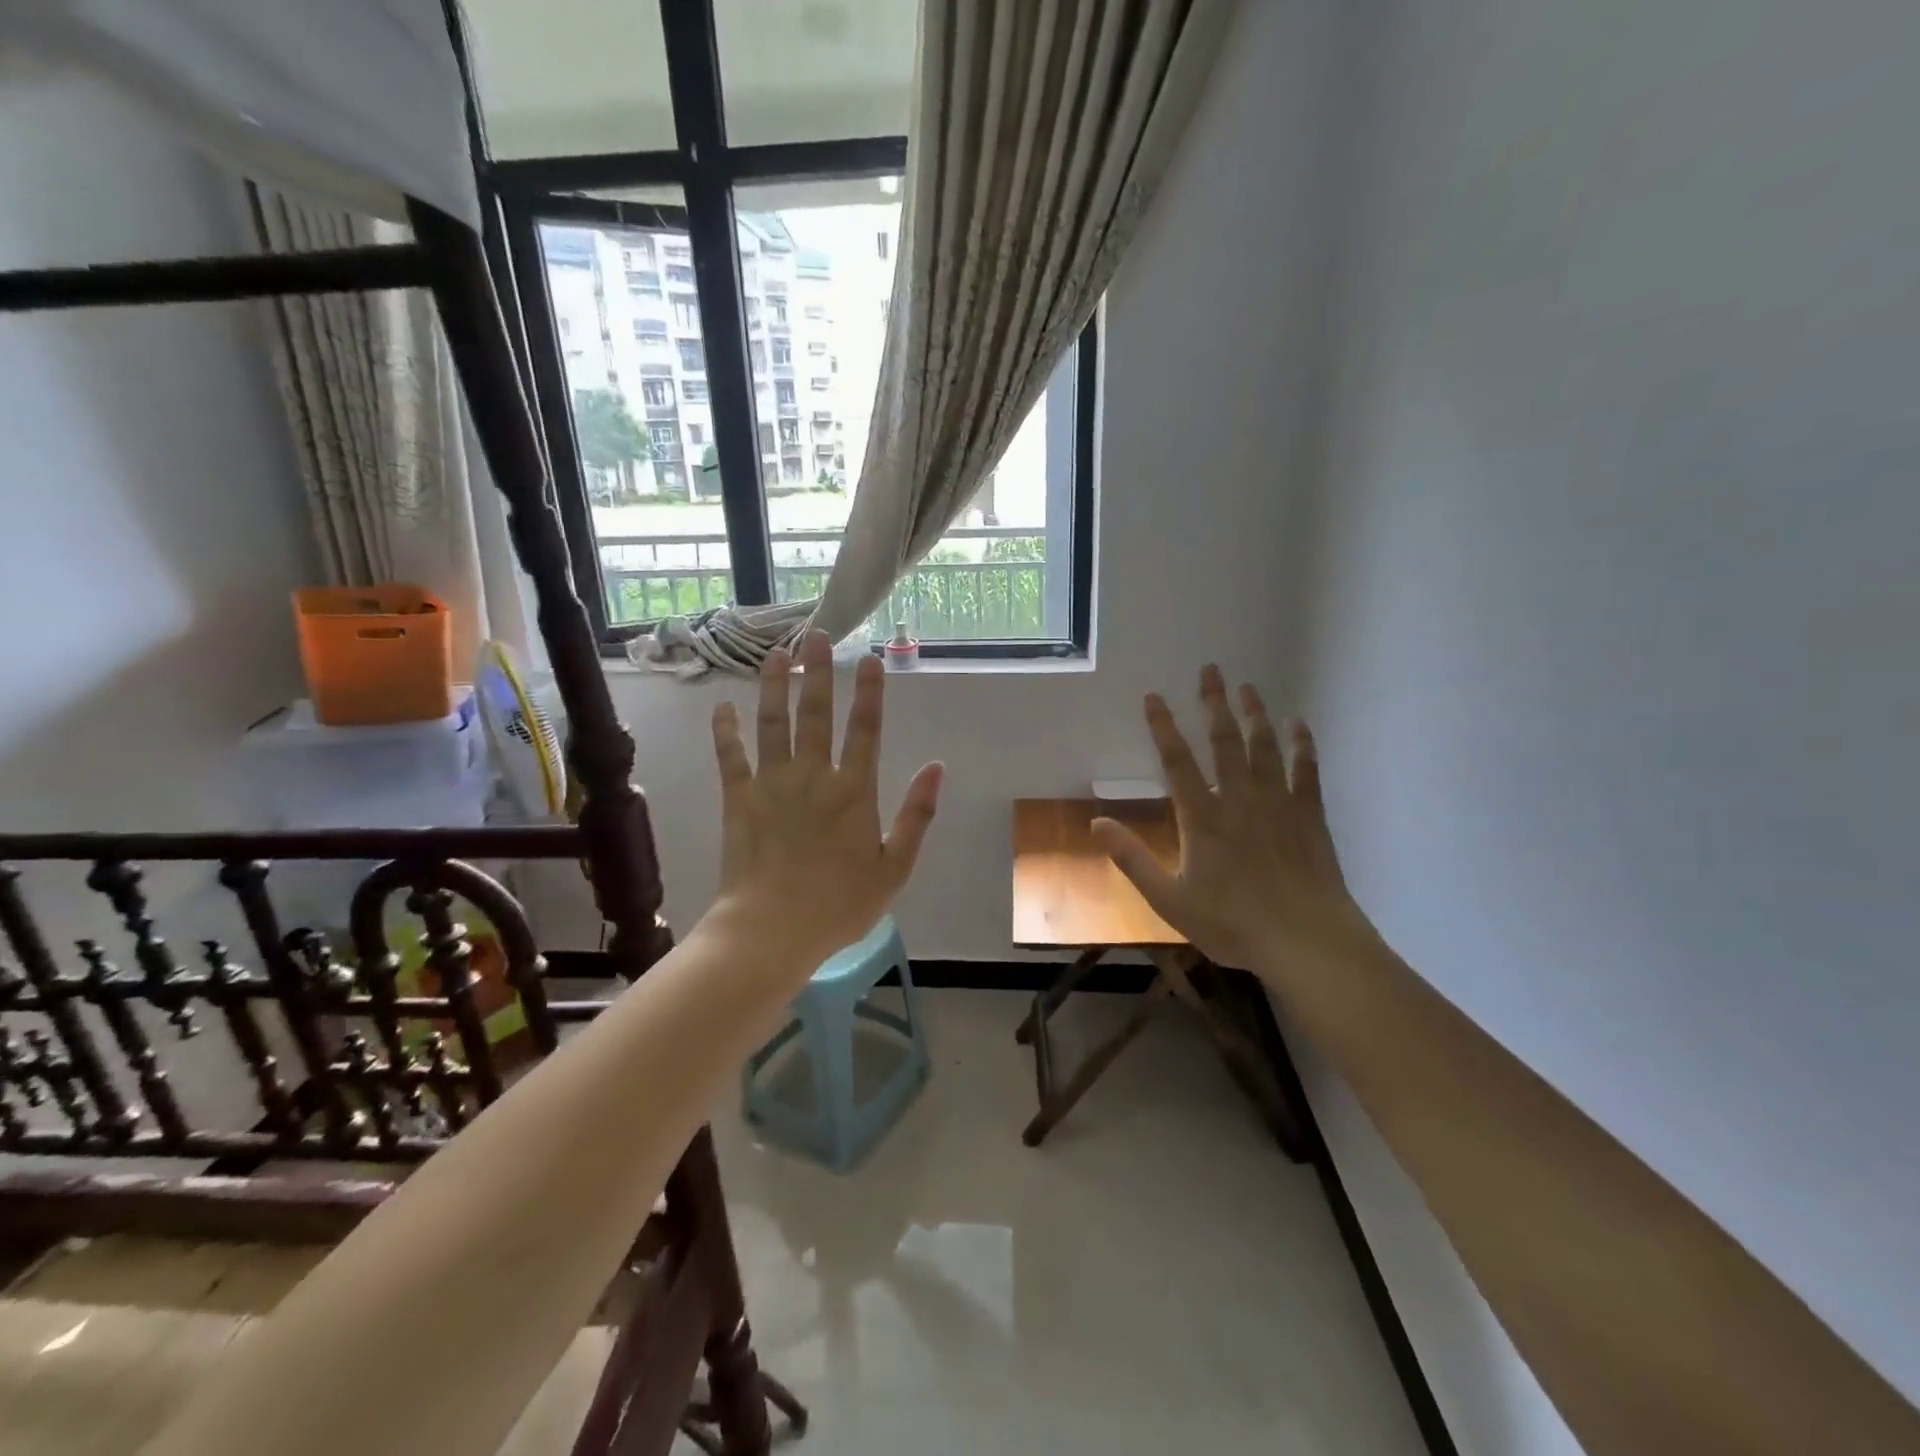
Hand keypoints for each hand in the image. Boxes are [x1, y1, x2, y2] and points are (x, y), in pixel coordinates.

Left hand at [709, 630, 943, 974]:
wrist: (772, 931)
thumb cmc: (840, 904)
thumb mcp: (894, 867)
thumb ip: (916, 815)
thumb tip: (936, 767)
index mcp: (853, 791)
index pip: (865, 730)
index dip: (869, 692)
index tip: (869, 659)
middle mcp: (813, 776)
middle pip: (816, 714)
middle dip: (818, 672)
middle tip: (817, 635)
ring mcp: (772, 784)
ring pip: (772, 723)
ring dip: (774, 686)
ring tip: (776, 653)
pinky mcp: (739, 799)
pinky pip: (731, 756)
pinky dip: (726, 730)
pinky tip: (722, 706)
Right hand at [1093, 665, 1378, 980]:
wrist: (1306, 941)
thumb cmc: (1233, 924)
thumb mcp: (1169, 900)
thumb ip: (1132, 859)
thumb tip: (1095, 824)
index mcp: (1202, 818)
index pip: (1177, 761)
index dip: (1163, 727)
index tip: (1154, 696)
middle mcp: (1239, 799)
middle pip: (1224, 741)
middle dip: (1214, 703)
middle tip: (1211, 669)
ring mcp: (1279, 803)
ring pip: (1265, 747)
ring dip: (1254, 714)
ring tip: (1248, 687)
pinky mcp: (1310, 815)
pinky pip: (1306, 770)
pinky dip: (1302, 745)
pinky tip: (1299, 725)